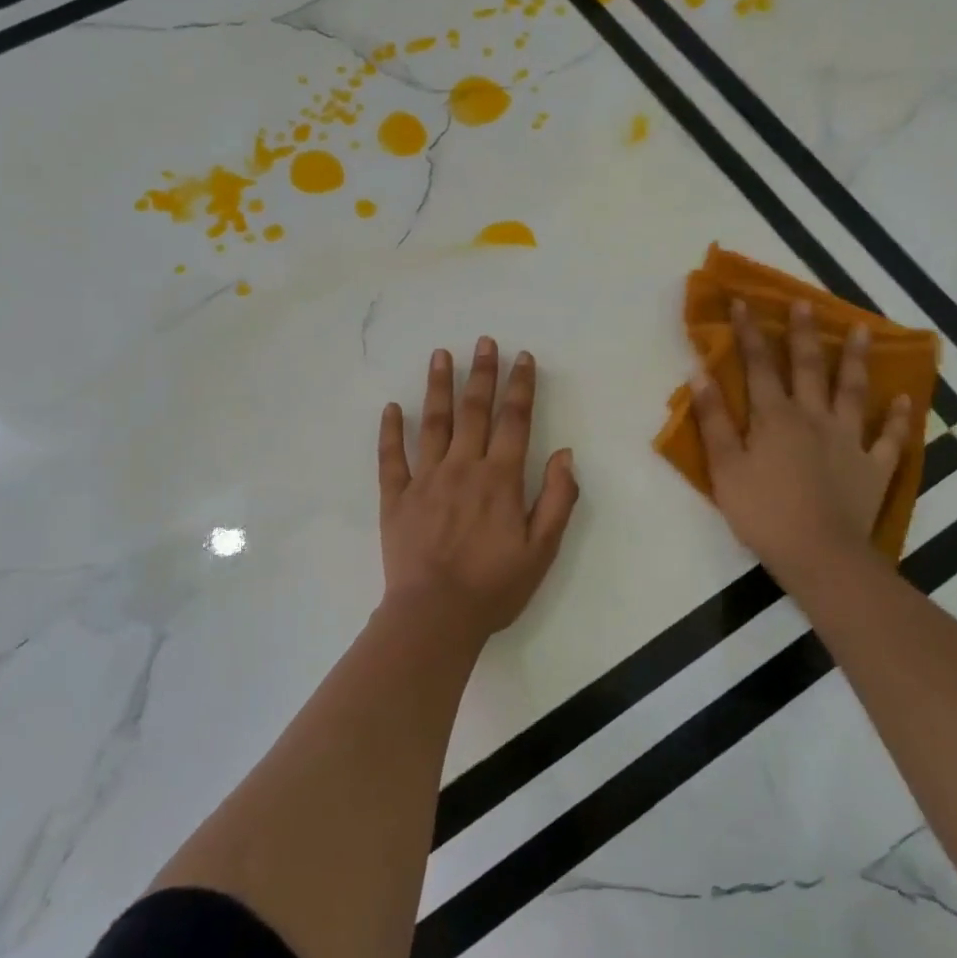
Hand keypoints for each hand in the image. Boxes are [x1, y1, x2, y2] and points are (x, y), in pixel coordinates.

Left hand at [378, 337, 579, 643]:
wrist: (435, 615)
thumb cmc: (494, 587)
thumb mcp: (542, 550)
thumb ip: (558, 500)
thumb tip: (565, 454)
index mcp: (500, 479)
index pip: (514, 421)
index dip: (520, 387)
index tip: (522, 358)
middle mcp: (463, 467)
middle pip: (474, 411)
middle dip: (482, 374)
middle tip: (483, 342)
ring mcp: (425, 479)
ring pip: (433, 423)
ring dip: (438, 387)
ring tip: (440, 355)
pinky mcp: (396, 497)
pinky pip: (391, 457)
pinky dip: (391, 431)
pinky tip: (391, 407)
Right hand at [691, 300, 910, 580]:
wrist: (819, 554)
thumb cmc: (763, 511)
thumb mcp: (725, 467)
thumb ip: (714, 420)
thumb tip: (701, 374)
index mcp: (775, 417)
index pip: (759, 365)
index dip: (750, 332)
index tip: (743, 301)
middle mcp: (814, 418)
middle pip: (808, 368)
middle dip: (803, 333)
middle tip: (804, 302)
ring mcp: (849, 440)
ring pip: (853, 391)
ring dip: (855, 359)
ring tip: (861, 329)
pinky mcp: (874, 466)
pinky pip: (889, 437)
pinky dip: (897, 417)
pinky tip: (904, 398)